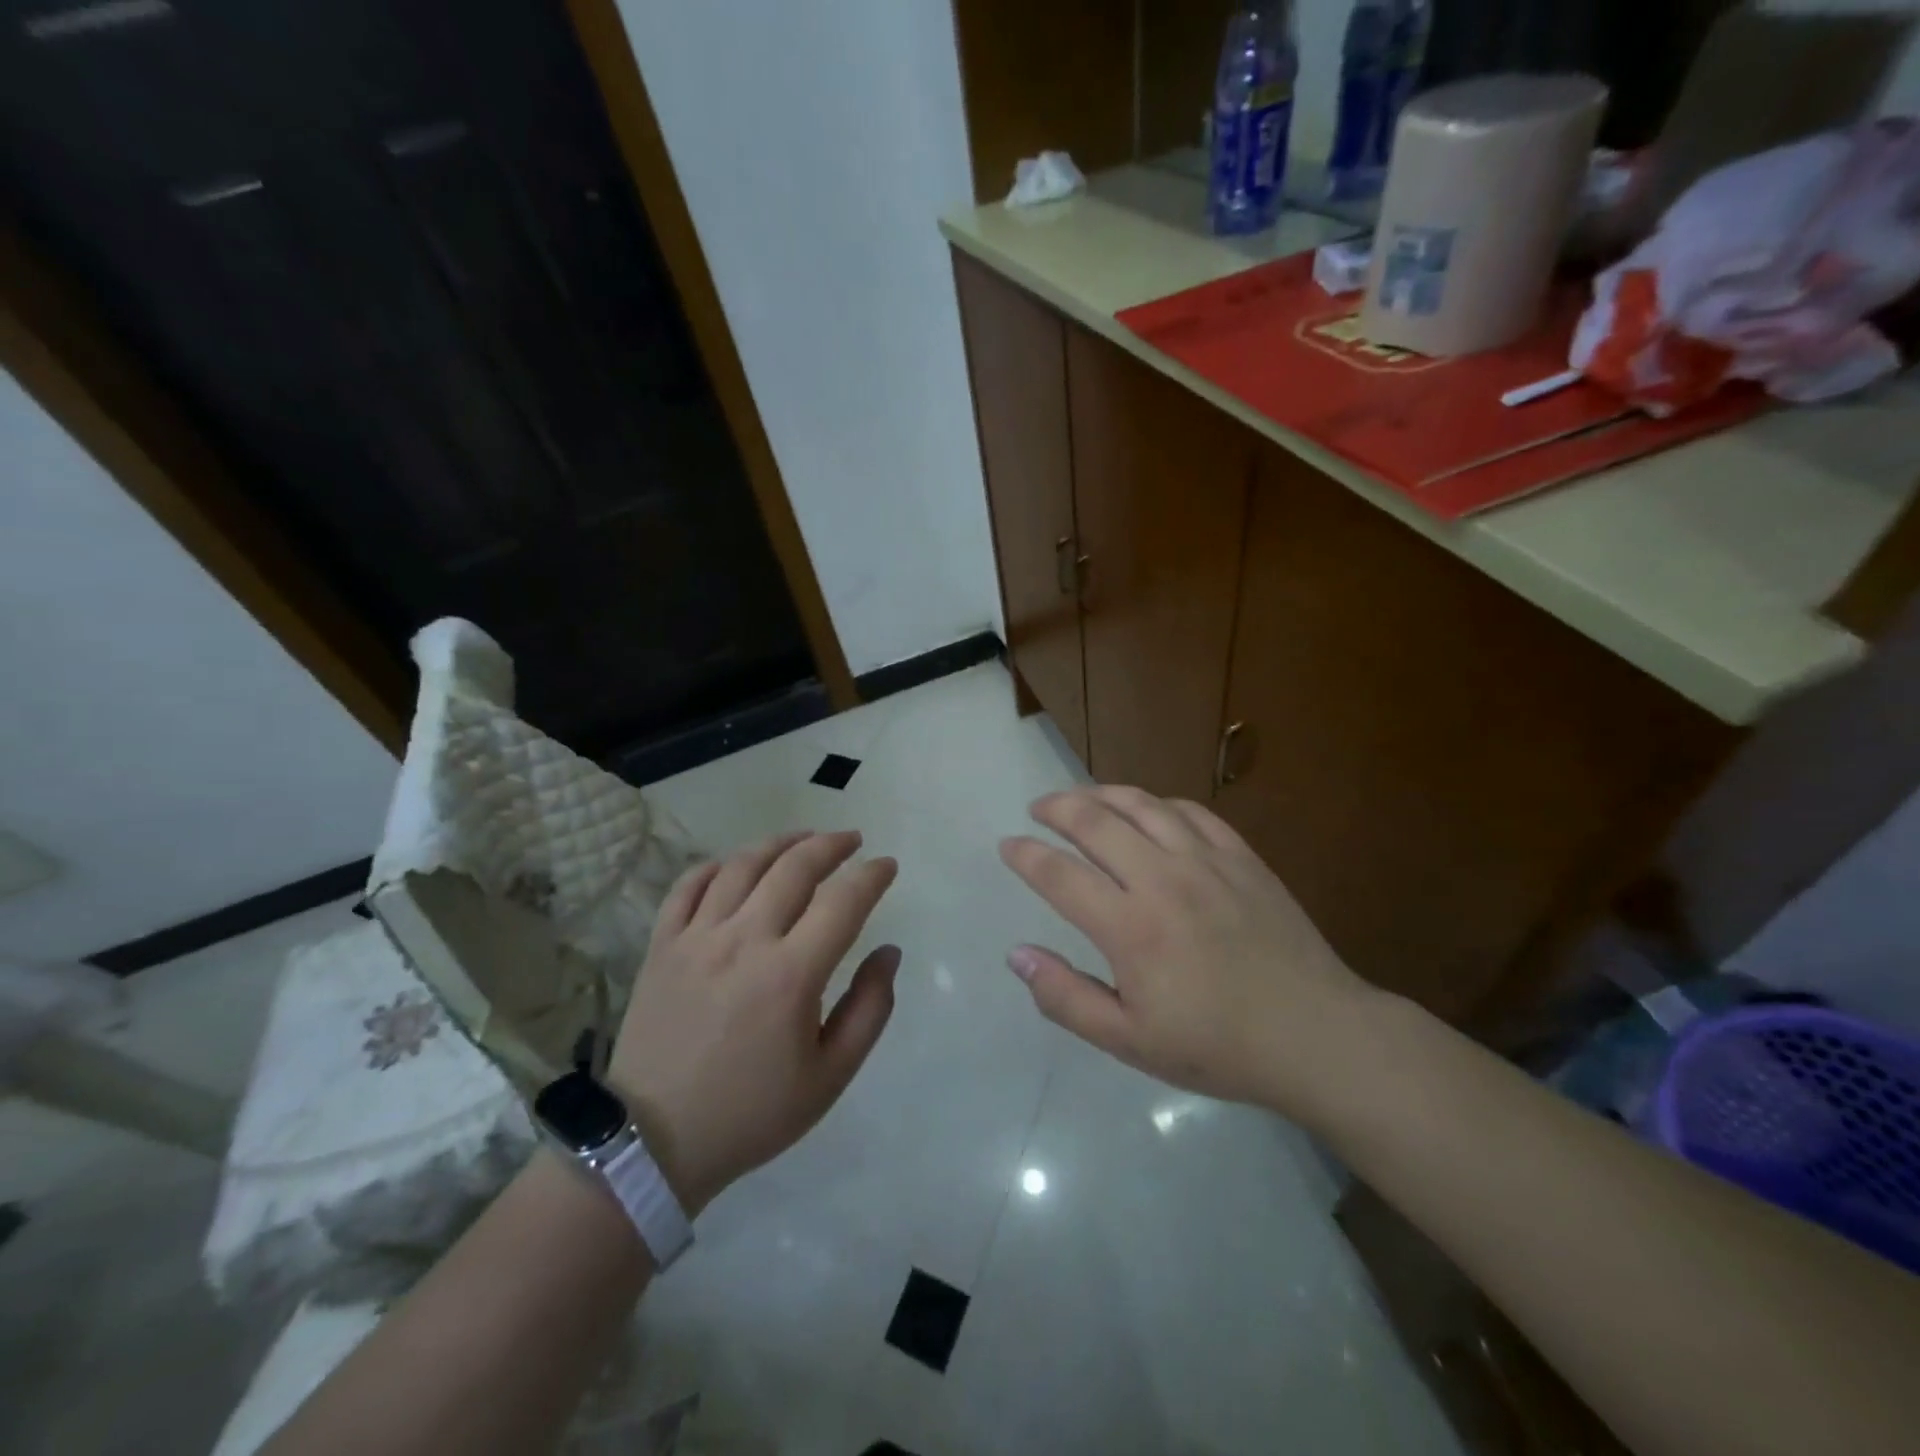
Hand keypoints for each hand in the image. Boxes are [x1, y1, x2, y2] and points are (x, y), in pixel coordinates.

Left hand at [608, 830, 899, 1213]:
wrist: (655, 1142)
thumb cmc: (752, 1112)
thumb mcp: (830, 1077)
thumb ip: (869, 1009)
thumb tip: (889, 952)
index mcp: (790, 974)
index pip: (843, 901)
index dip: (872, 875)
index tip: (886, 866)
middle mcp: (744, 941)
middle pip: (794, 867)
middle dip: (831, 845)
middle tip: (852, 841)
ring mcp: (696, 938)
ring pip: (743, 865)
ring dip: (781, 843)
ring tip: (804, 839)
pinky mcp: (662, 945)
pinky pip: (689, 885)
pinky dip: (717, 865)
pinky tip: (737, 865)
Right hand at [999, 787, 1376, 1119]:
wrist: (1316, 1035)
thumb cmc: (1216, 1046)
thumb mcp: (1129, 1041)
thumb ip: (1065, 997)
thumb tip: (1017, 955)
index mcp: (1130, 928)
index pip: (1059, 874)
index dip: (1026, 855)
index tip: (1007, 846)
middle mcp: (1162, 880)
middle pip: (1095, 822)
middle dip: (1056, 808)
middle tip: (1037, 809)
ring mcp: (1206, 861)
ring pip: (1141, 805)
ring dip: (1102, 793)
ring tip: (1081, 797)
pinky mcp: (1241, 857)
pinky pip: (1190, 812)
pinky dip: (1158, 803)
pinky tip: (1147, 810)